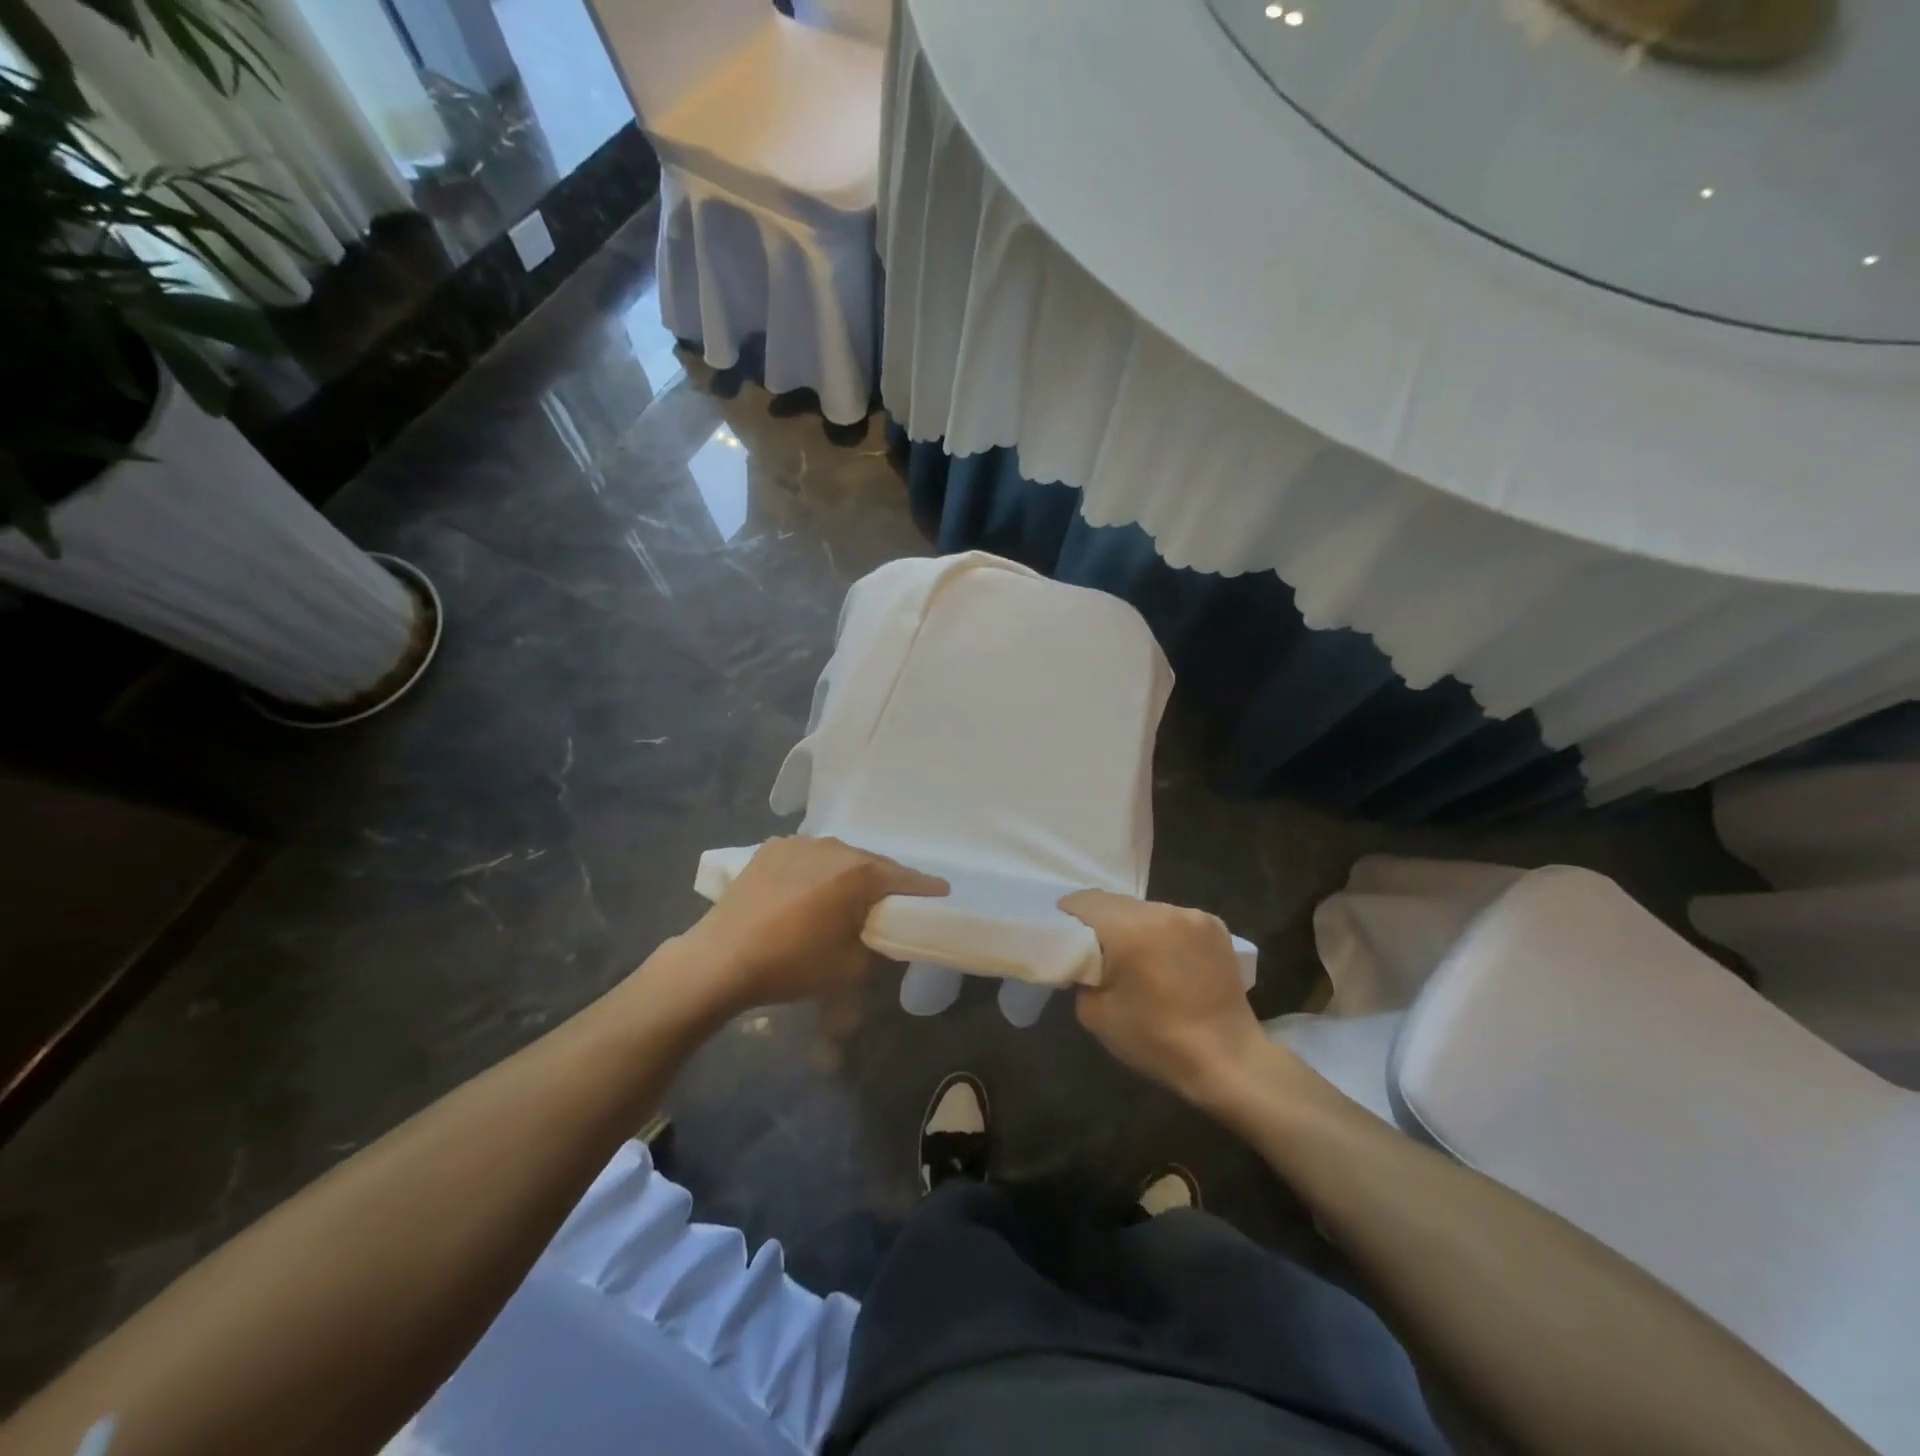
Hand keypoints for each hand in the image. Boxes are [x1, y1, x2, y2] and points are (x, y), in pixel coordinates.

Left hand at [675, 837, 946, 1017]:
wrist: (721, 959)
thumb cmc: (792, 965)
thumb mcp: (849, 968)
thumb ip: (878, 947)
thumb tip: (885, 936)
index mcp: (859, 873)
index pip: (906, 878)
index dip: (926, 889)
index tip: (941, 894)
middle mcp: (834, 847)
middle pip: (872, 863)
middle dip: (885, 882)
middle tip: (891, 902)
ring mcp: (800, 843)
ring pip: (840, 855)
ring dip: (849, 873)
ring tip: (847, 895)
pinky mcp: (772, 848)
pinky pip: (809, 855)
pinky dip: (817, 869)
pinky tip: (809, 888)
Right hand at [1061, 890, 1266, 1103]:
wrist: (1228, 1060)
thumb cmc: (1157, 1041)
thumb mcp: (1096, 1014)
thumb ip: (1081, 975)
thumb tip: (1083, 959)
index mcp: (1129, 930)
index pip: (1084, 902)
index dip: (1068, 916)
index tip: (1065, 938)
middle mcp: (1161, 911)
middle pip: (1115, 902)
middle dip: (1101, 922)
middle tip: (1097, 952)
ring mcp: (1193, 915)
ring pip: (1144, 909)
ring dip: (1133, 926)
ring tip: (1137, 959)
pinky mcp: (1215, 925)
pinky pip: (1173, 918)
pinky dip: (1162, 933)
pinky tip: (1167, 961)